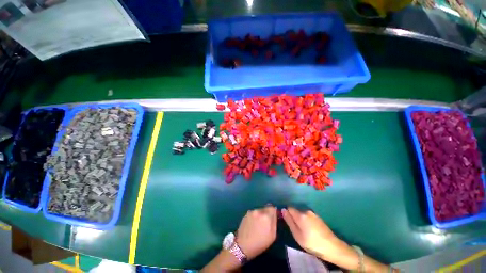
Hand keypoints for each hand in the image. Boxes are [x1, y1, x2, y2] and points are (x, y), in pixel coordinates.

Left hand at [236, 205, 276, 259]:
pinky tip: (252, 226)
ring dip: (260, 216)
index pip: (272, 208)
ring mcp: (251, 212)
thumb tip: (274, 213)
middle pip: (265, 209)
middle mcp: (258, 211)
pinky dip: (254, 217)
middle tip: (265, 224)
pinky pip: (253, 213)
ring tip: (258, 226)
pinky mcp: (245, 214)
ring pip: (259, 211)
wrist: (243, 246)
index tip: (272, 218)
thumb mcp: (272, 235)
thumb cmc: (260, 243)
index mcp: (266, 216)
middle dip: (266, 214)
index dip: (273, 212)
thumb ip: (274, 222)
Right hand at [282, 207, 348, 262]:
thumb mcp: (297, 235)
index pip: (289, 208)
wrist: (333, 247)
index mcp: (300, 215)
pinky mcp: (318, 217)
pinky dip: (306, 221)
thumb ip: (289, 221)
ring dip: (300, 219)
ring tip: (303, 231)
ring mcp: (313, 213)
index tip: (287, 221)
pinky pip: (308, 216)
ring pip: (302, 214)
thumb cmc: (312, 243)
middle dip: (294, 217)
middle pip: (295, 211)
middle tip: (296, 229)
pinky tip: (310, 230)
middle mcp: (306, 211)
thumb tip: (283, 210)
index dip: (287, 213)